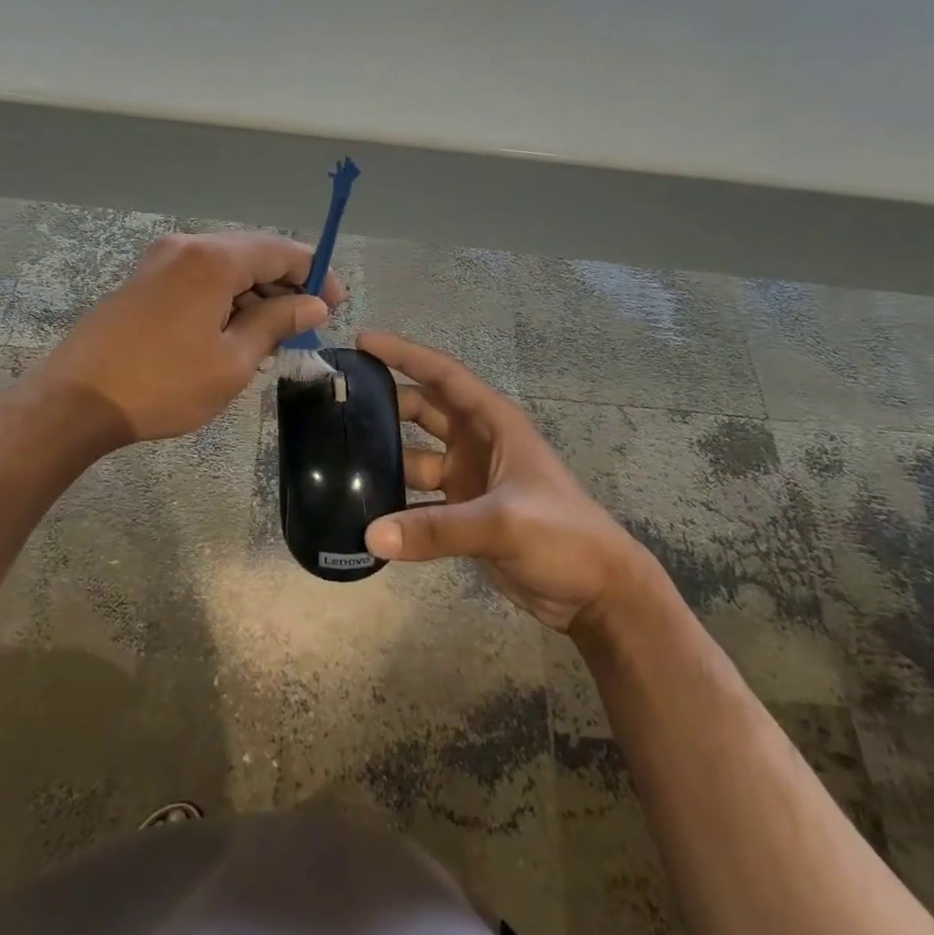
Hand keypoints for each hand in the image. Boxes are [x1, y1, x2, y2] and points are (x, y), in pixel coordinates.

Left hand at [32, 232, 343, 445]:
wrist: (74, 401)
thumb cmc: (163, 384)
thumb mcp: (232, 360)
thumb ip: (277, 322)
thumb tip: (314, 304)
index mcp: (213, 259)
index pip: (282, 250)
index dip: (316, 273)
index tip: (336, 305)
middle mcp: (187, 246)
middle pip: (253, 253)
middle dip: (286, 284)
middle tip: (307, 325)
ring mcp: (160, 260)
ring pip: (225, 266)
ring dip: (255, 293)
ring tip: (272, 336)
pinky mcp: (143, 280)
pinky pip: (199, 278)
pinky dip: (225, 297)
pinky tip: (233, 332)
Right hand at [360, 331, 661, 635]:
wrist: (597, 593)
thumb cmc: (563, 535)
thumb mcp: (504, 523)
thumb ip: (437, 529)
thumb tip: (370, 535)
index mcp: (493, 422)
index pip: (442, 375)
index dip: (404, 353)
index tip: (363, 341)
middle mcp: (476, 442)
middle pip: (422, 409)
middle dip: (384, 402)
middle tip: (336, 401)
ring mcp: (468, 478)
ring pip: (414, 455)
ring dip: (384, 456)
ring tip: (336, 456)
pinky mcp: (462, 513)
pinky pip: (418, 499)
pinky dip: (394, 502)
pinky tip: (361, 507)